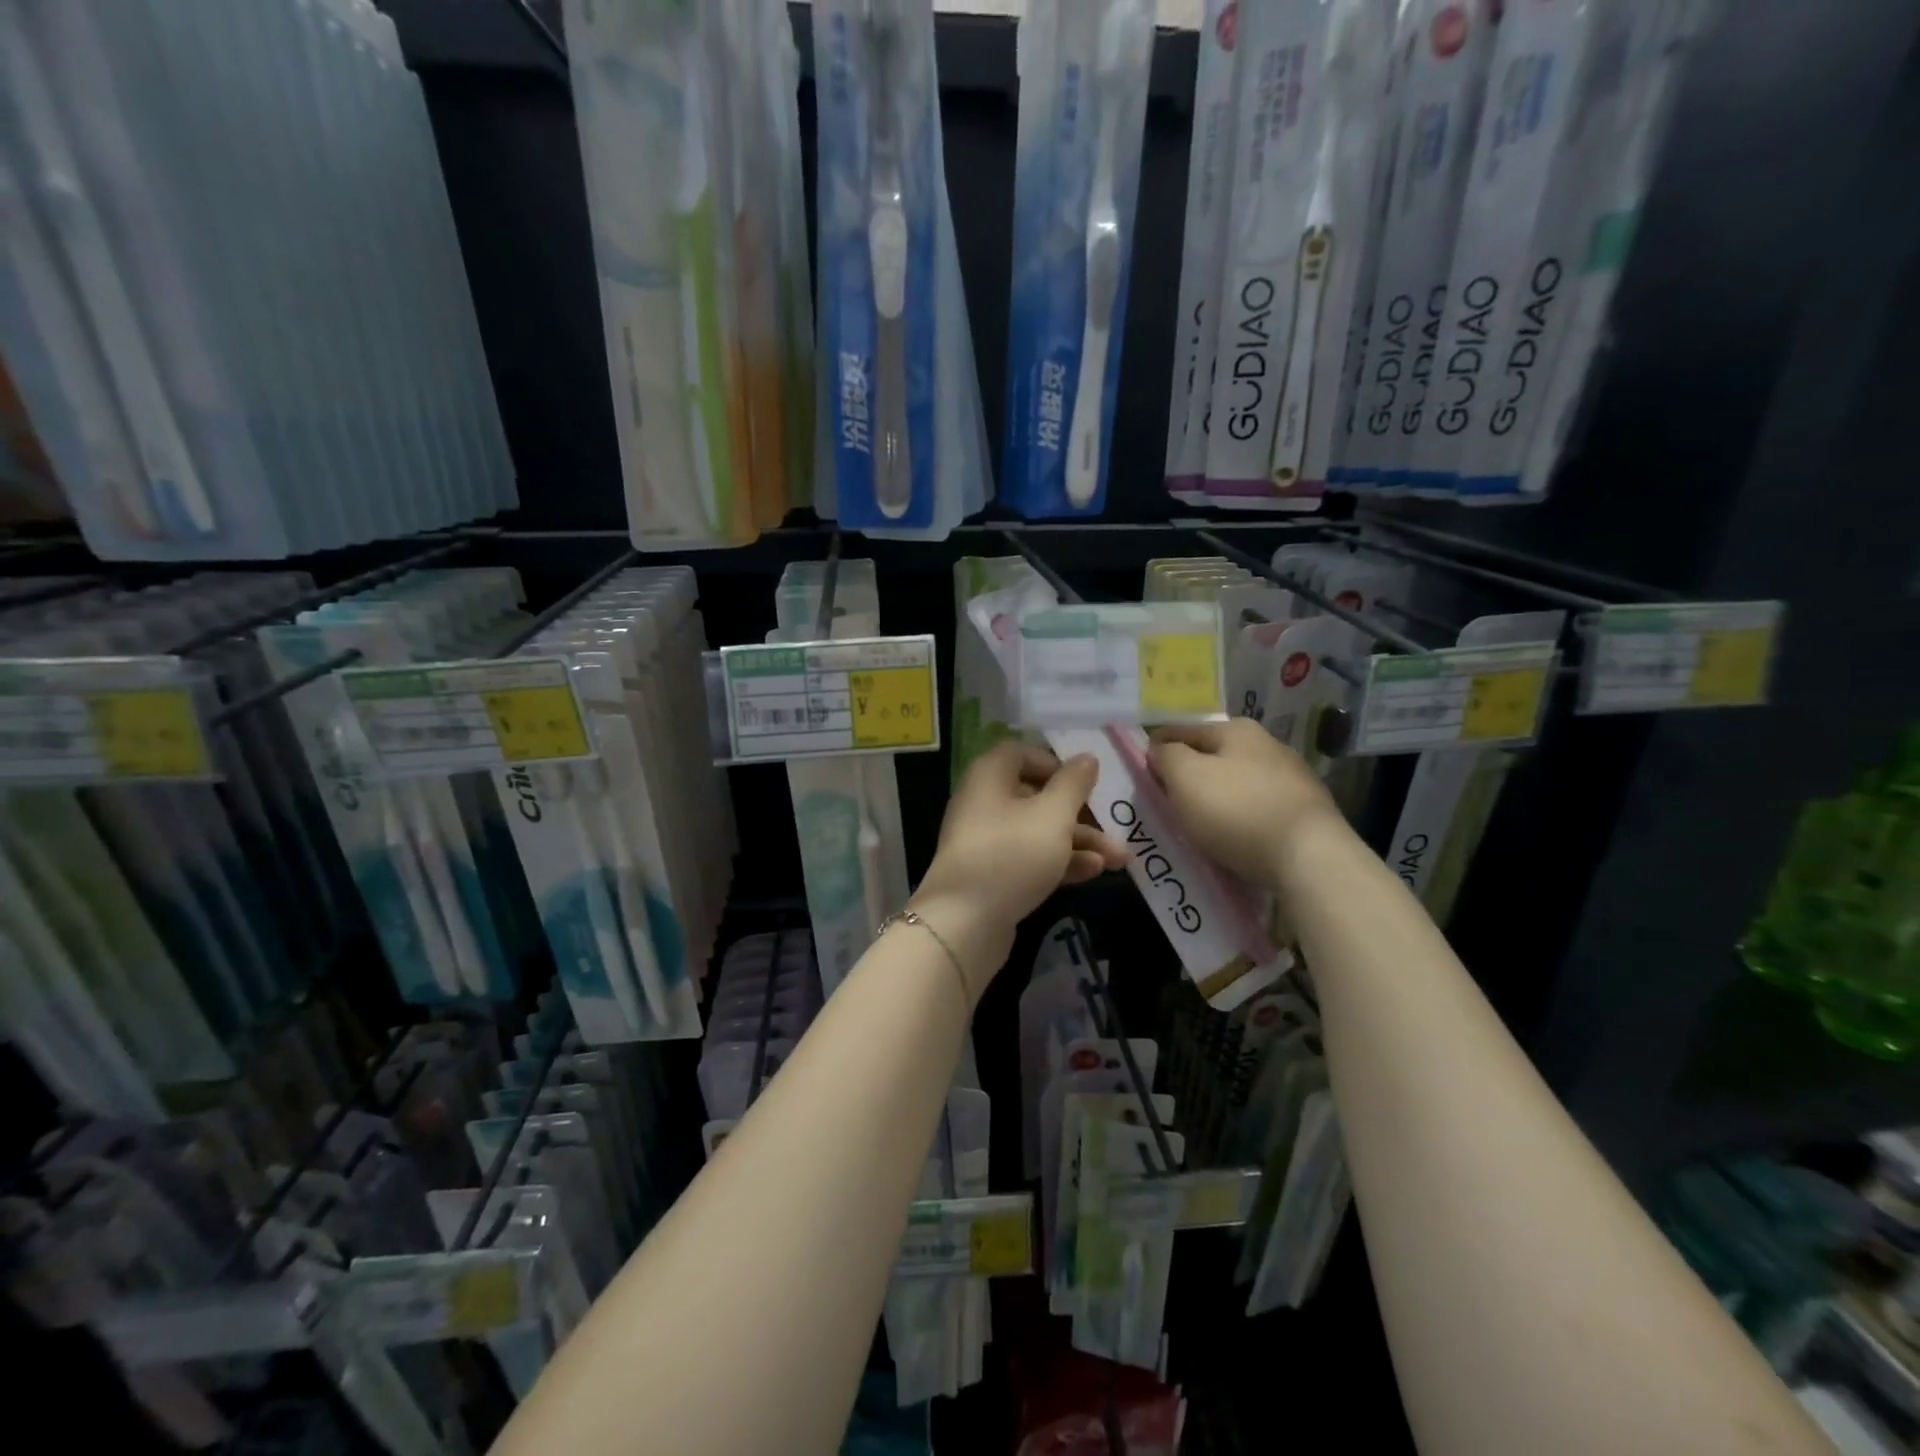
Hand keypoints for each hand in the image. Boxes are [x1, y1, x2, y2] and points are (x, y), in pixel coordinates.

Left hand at [912, 744, 1127, 993]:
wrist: (964, 923)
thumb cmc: (1012, 854)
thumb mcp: (1052, 815)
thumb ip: (1073, 785)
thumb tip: (1086, 758)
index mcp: (989, 777)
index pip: (1020, 754)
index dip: (1054, 763)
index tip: (1083, 782)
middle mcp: (983, 803)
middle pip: (1035, 796)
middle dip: (1080, 814)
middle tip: (1115, 829)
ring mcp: (986, 841)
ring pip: (1037, 831)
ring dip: (1078, 842)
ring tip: (1118, 860)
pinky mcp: (992, 875)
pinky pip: (1029, 858)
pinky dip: (1059, 862)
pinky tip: (1094, 873)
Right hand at [1149, 718, 1340, 888]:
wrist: (1309, 858)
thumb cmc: (1237, 810)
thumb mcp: (1185, 777)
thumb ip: (1166, 757)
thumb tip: (1160, 749)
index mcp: (1237, 730)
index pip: (1181, 730)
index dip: (1156, 748)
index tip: (1140, 771)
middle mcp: (1268, 746)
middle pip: (1212, 757)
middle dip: (1188, 775)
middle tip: (1165, 800)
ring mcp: (1291, 779)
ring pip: (1236, 784)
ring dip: (1215, 798)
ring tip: (1196, 824)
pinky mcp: (1305, 813)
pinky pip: (1257, 810)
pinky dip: (1239, 819)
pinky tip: (1231, 838)